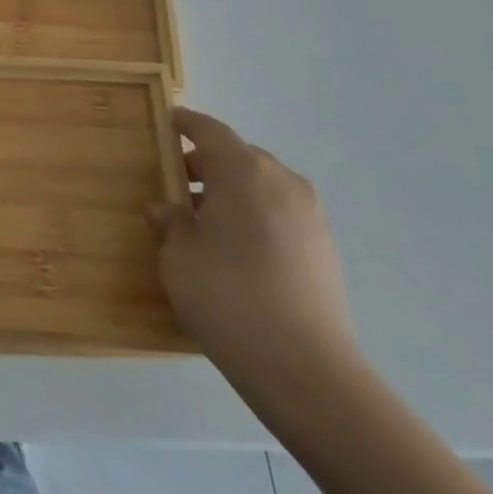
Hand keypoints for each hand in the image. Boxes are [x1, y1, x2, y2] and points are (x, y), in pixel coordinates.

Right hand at [149, 110, 359, 399]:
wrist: (307, 370)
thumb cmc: (228, 297)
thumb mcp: (178, 258)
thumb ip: (171, 224)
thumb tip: (168, 210)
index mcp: (242, 171)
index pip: (210, 130)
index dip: (187, 124)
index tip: (168, 123)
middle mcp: (281, 181)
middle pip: (239, 156)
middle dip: (208, 163)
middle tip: (177, 182)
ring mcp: (310, 215)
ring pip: (263, 185)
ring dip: (233, 191)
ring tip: (204, 221)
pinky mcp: (325, 248)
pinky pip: (281, 213)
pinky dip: (256, 215)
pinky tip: (236, 249)